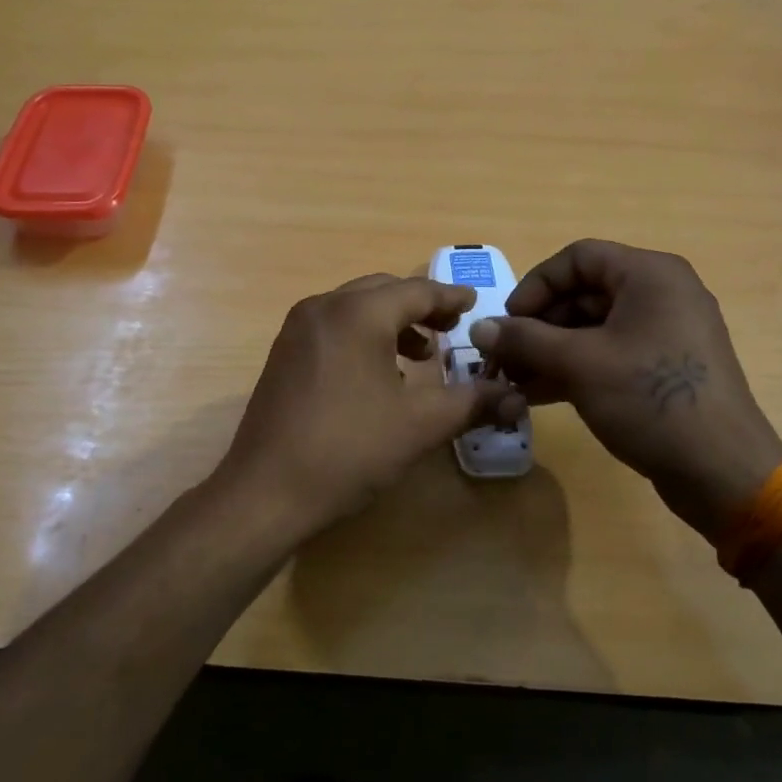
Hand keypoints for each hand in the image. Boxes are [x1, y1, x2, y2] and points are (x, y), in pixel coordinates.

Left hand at [217, 274, 513, 537]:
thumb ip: (471, 402)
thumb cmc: (349, 450)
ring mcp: (296, 330)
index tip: (474, 305)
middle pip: (383, 291)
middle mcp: (323, 308)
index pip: (416, 290)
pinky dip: (362, 335)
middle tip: (451, 327)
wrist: (266, 491)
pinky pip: (333, 327)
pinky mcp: (283, 354)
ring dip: (391, 321)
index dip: (450, 297)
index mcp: (357, 314)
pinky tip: (377, 373)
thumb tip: (514, 397)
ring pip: (355, 308)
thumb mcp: (420, 425)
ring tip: (419, 355)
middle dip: (420, 306)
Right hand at [468, 240, 781, 537]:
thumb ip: (524, 339)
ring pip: (593, 328)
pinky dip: (575, 368)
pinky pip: (610, 354)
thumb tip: (479, 328)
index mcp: (649, 274)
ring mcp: (665, 332)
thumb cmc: (650, 399)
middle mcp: (661, 293)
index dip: (535, 286)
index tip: (507, 323)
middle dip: (538, 326)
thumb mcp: (579, 364)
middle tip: (504, 359)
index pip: (577, 258)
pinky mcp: (664, 367)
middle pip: (583, 294)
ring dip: (550, 352)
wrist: (722, 470)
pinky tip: (537, 395)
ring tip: (513, 382)